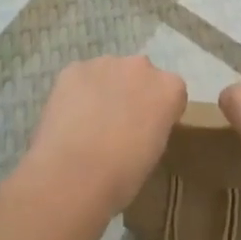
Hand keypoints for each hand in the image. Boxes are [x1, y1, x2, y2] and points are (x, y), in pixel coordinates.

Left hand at [20, 56, 186, 218]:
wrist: (74, 176)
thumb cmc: (122, 177)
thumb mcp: (154, 153)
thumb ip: (153, 126)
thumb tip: (139, 126)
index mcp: (169, 88)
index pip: (171, 92)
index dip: (159, 111)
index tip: (148, 130)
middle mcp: (141, 66)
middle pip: (140, 75)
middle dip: (132, 92)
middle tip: (117, 124)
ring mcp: (106, 63)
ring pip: (109, 72)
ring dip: (105, 90)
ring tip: (89, 123)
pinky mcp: (74, 69)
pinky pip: (80, 77)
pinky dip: (77, 92)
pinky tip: (69, 119)